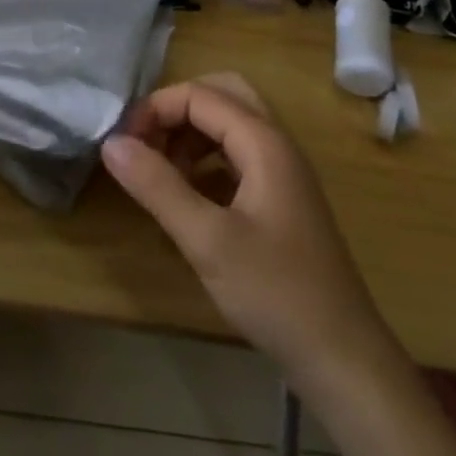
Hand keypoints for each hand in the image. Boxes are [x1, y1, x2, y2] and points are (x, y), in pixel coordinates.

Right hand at [101, 73, 386, 387]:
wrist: (344, 359)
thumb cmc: (276, 293)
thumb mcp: (207, 240)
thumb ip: (157, 186)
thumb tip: (111, 143)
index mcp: (264, 142)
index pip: (200, 95)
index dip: (156, 109)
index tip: (123, 144)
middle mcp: (277, 144)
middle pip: (222, 95)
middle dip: (177, 110)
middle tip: (144, 143)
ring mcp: (283, 172)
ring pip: (230, 125)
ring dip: (190, 134)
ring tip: (160, 172)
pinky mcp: (281, 200)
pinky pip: (238, 156)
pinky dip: (207, 160)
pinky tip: (188, 195)